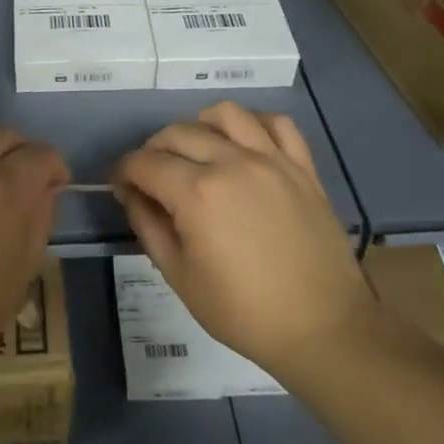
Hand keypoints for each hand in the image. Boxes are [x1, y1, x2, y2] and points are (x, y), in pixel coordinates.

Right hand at [112, 102, 368, 383]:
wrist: (322, 328)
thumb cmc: (243, 311)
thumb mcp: (179, 276)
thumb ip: (148, 226)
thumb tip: (132, 194)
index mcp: (197, 193)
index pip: (144, 162)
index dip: (124, 171)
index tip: (121, 187)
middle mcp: (232, 163)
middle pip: (178, 133)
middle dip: (153, 150)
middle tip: (151, 177)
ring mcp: (271, 160)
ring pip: (225, 114)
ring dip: (199, 126)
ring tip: (196, 152)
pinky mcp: (302, 167)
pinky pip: (277, 124)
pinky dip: (254, 125)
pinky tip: (244, 144)